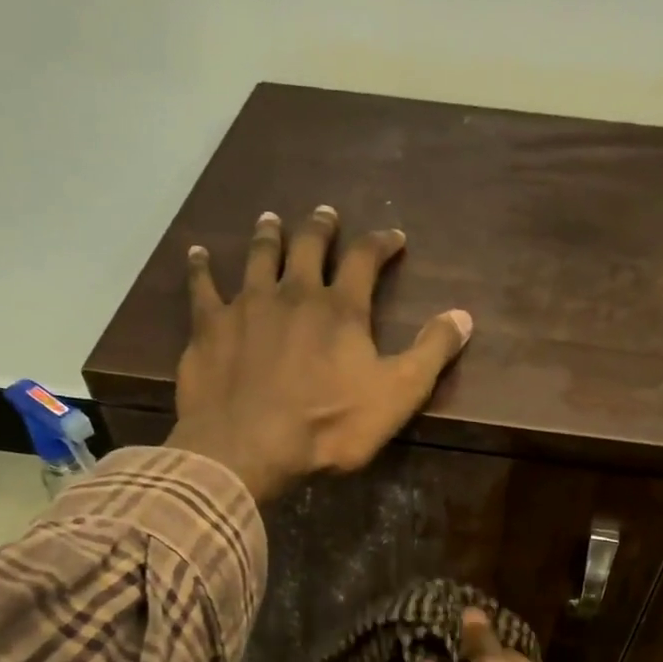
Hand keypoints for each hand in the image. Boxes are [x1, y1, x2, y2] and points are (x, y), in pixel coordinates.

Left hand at [167, 206, 473, 501]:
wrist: (250, 447)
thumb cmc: (329, 427)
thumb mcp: (397, 396)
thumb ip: (431, 353)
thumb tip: (464, 315)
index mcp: (340, 309)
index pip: (365, 260)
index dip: (381, 244)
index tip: (393, 237)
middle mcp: (293, 293)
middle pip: (308, 246)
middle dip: (321, 228)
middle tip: (326, 214)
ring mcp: (247, 305)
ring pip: (258, 257)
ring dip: (268, 235)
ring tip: (271, 219)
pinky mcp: (209, 327)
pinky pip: (202, 287)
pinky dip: (201, 268)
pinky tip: (198, 254)